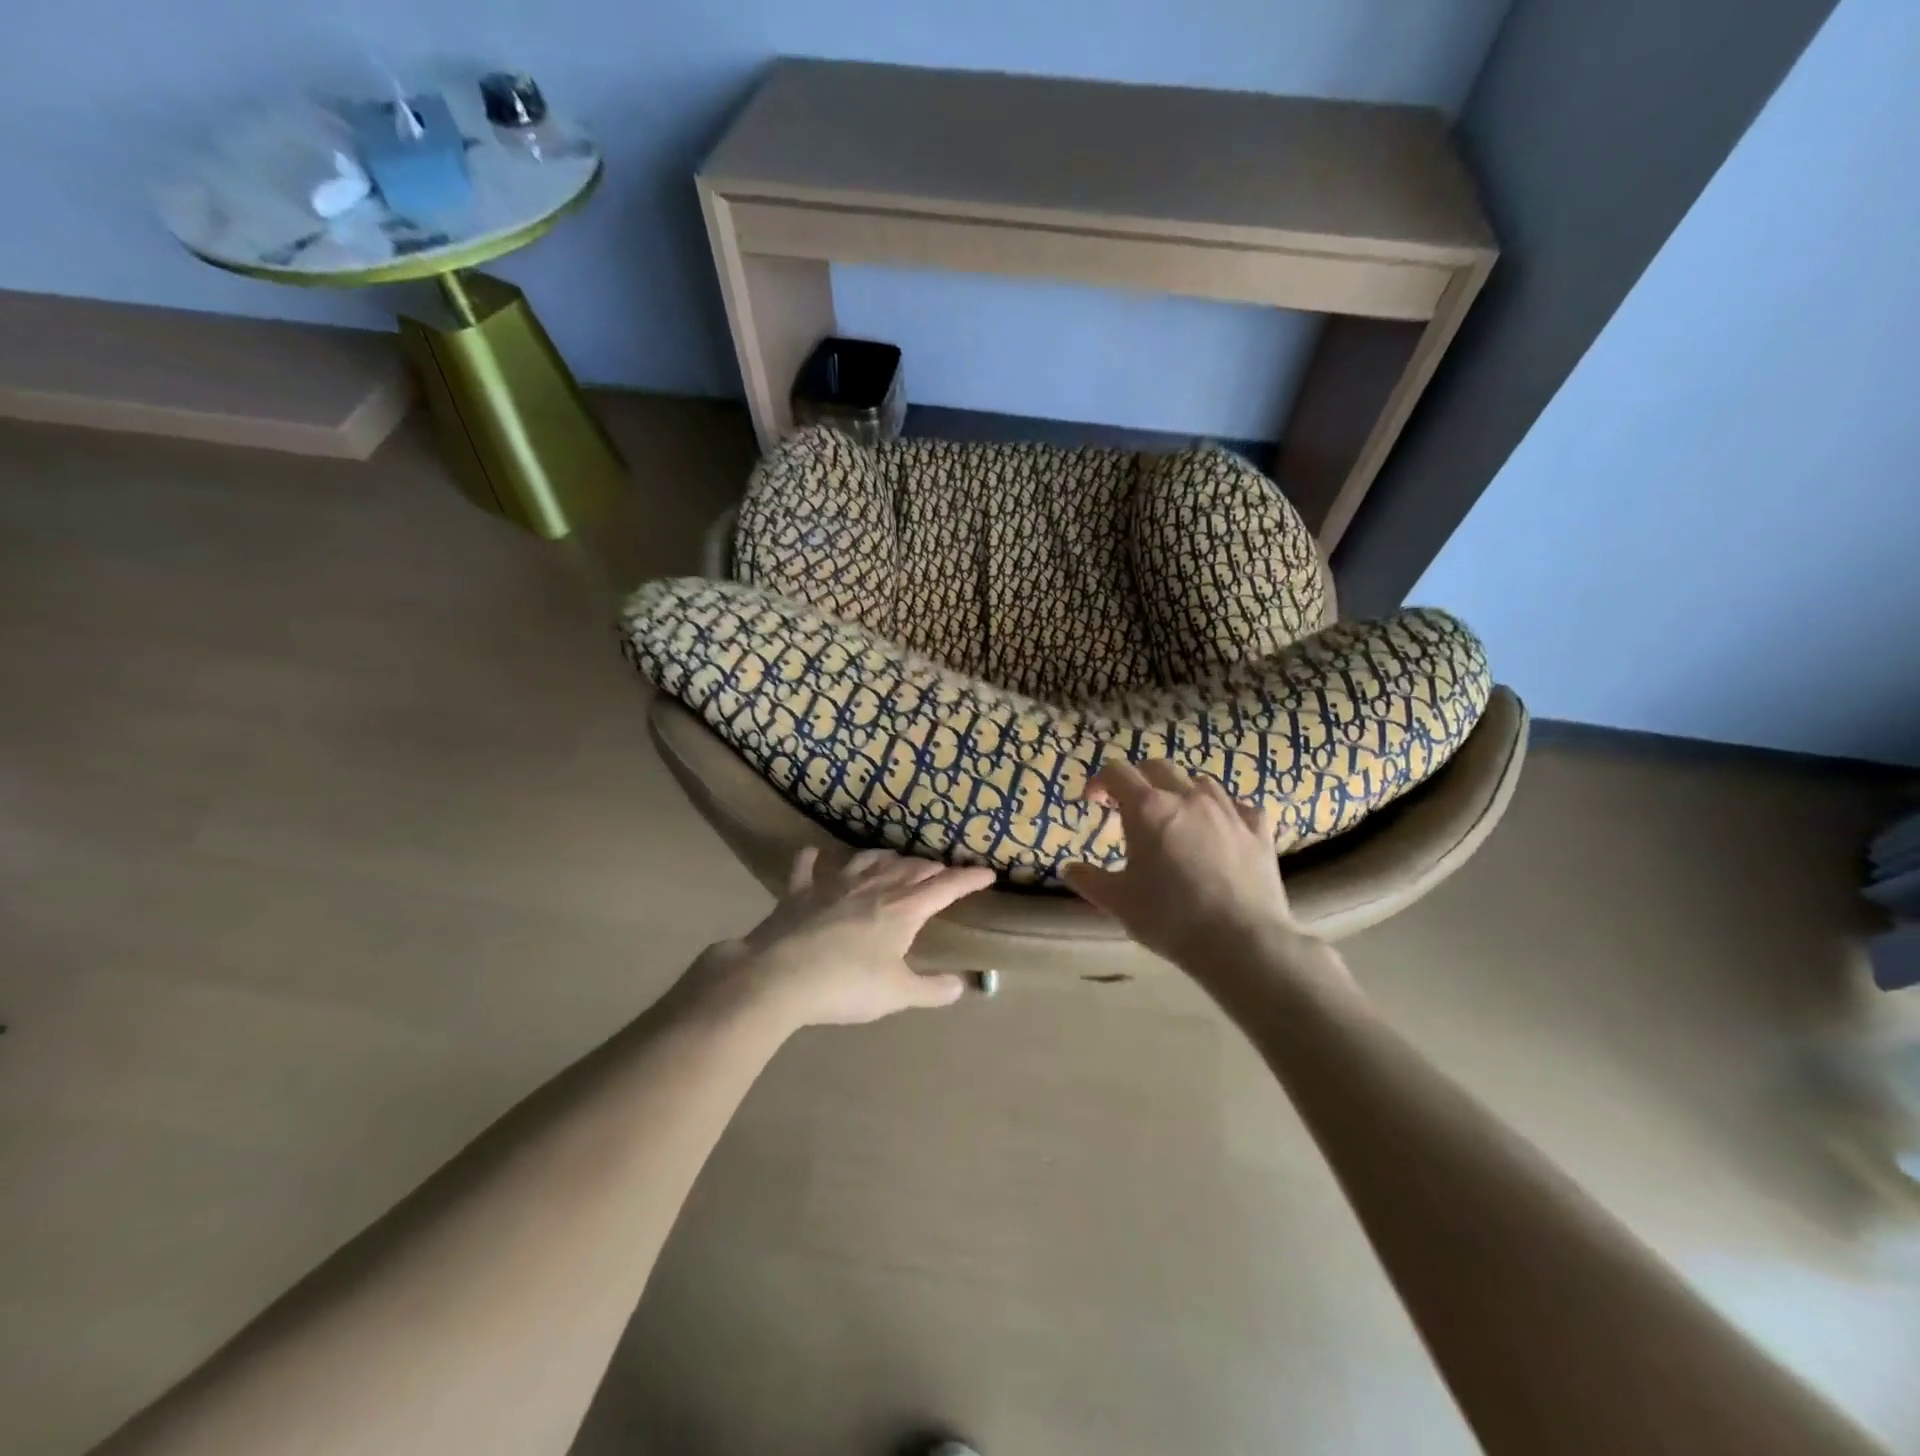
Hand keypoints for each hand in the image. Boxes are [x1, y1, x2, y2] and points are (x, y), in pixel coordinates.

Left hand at [692, 846, 995, 1029]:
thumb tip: (961, 985)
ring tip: (894, 857)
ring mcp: (834, 886)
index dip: (968, 879)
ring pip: (866, 861)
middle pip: (908, 870)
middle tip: (940, 870)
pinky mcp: (799, 894)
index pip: (944, 888)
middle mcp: (873, 888)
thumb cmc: (847, 985)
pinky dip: (811, 859)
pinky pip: (806, 869)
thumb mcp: (897, 995)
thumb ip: (932, 990)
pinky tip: (812, 852)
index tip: (987, 873)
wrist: (780, 977)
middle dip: (929, 868)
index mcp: (902, 910)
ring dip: (885, 857)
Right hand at [1062, 760, 1299, 968]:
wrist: (1242, 942)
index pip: (1117, 772)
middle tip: (1128, 806)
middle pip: (1158, 767)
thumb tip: (1068, 868)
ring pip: (1200, 781)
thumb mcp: (1118, 901)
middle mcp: (1187, 797)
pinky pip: (1239, 805)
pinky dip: (1223, 810)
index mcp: (1147, 808)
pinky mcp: (1257, 830)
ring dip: (1180, 790)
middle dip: (1138, 779)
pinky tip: (1219, 828)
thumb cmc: (1170, 918)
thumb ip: (1089, 880)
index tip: (1094, 801)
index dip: (1100, 781)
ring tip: (1174, 815)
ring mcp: (1227, 810)